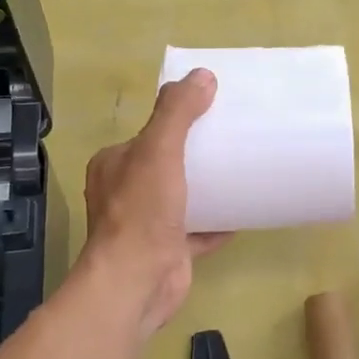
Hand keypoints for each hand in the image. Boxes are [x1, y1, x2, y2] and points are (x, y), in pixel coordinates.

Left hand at [80, 68, 229, 337]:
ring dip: (208, 188)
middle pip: (166, 164)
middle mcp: (125, 192)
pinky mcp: (168, 250)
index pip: (147, 134)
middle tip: (233, 141)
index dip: (176, 122)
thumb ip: (177, 112)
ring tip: (242, 172)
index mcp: (115, 164)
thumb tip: (202, 76)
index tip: (210, 113)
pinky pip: (198, 230)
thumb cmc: (142, 212)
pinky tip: (243, 213)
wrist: (137, 282)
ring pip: (182, 197)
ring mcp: (147, 224)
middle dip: (196, 155)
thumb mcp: (158, 150)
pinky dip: (217, 223)